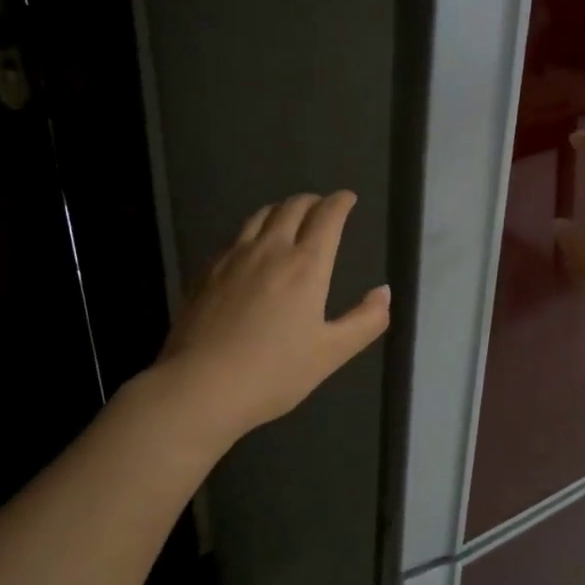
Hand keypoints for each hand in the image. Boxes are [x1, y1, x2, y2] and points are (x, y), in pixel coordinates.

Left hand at [156, 191, 389, 441]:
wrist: (200, 386)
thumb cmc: (274, 372)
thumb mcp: (331, 353)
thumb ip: (366, 321)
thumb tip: (384, 292)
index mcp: (306, 266)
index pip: (327, 218)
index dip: (340, 203)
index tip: (348, 198)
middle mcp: (270, 250)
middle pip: (292, 208)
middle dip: (312, 201)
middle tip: (323, 206)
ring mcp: (233, 258)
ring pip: (260, 217)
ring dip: (281, 210)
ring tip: (289, 217)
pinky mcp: (207, 272)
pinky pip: (236, 237)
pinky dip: (253, 231)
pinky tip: (251, 249)